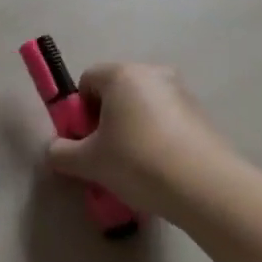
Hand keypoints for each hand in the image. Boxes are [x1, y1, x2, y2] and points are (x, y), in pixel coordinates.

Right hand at [46, 63, 231, 215]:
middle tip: (107, 155)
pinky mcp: (202, 115)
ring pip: (143, 107)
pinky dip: (158, 138)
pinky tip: (161, 169)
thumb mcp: (89, 162)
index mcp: (121, 74)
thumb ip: (62, 153)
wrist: (205, 188)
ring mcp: (181, 92)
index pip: (87, 81)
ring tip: (136, 168)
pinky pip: (167, 120)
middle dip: (106, 120)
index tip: (86, 141)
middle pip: (116, 92)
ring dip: (133, 129)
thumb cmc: (138, 162)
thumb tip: (56, 150)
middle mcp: (152, 73)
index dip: (80, 112)